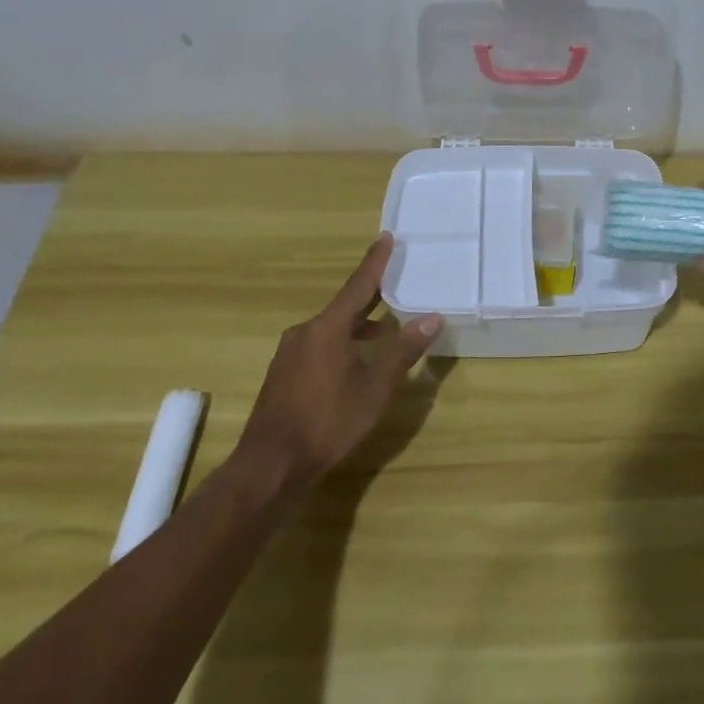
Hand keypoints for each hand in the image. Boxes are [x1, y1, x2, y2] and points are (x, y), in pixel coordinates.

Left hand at [235, 234, 441, 486]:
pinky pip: (319, 347)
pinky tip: (355, 366)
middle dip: (372, 300)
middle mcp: (305, 332)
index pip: (359, 285)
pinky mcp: (283, 376)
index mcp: (328, 327)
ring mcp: (290, 354)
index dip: (376, 262)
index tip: (386, 237)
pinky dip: (342, 346)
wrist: (271, 466)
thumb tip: (432, 317)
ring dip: (359, 329)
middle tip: (397, 287)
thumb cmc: (329, 421)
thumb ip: (404, 350)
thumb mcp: (376, 387)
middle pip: (345, 307)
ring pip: (332, 330)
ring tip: (385, 335)